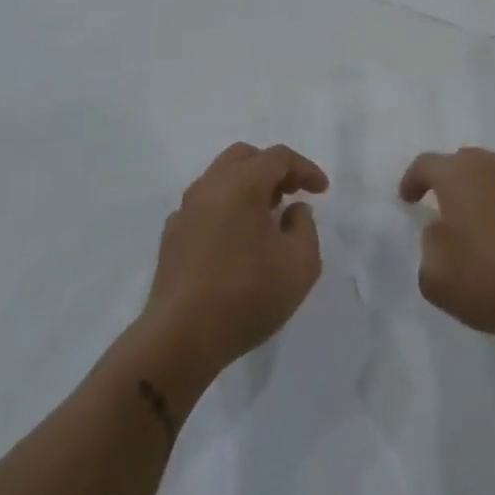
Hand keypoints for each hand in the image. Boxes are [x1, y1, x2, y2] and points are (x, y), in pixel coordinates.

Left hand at [139, 143, 328, 382]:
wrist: (181, 337)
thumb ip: (305, 227)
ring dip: (248, 187)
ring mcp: (185, 211)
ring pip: (220, 179)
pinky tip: (237, 239)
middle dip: (273, 169)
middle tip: (292, 193)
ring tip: (268, 216)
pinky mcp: (172, 237)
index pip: (278, 157)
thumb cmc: (247, 295)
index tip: (322, 191)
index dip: (305, 169)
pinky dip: (226, 209)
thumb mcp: (300, 264)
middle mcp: (209, 187)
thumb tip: (293, 211)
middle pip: (244, 158)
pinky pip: (204, 206)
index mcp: (241, 183)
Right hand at [402, 147, 494, 344]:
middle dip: (451, 180)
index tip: (407, 199)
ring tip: (483, 223)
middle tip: (444, 207)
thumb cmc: (492, 280)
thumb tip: (441, 231)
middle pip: (465, 162)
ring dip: (486, 193)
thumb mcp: (435, 276)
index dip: (412, 180)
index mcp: (459, 175)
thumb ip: (429, 245)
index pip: (426, 164)